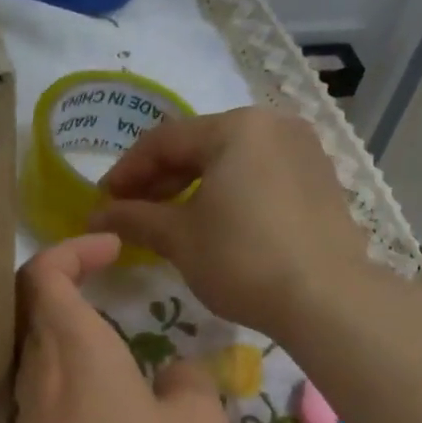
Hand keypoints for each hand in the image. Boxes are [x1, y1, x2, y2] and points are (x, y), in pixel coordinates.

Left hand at [4, 235, 228, 422]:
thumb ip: (193, 385)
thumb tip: (177, 375)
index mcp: (76, 350)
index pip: (45, 274)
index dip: (73, 249)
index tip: (113, 247)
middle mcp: (41, 376)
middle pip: (36, 311)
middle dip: (71, 288)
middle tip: (116, 290)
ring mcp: (30, 420)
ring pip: (41, 356)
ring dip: (74, 339)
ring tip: (124, 353)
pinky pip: (48, 398)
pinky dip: (74, 383)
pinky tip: (114, 414)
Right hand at [91, 107, 380, 338]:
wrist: (325, 298)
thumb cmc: (243, 260)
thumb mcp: (180, 239)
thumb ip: (135, 219)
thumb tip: (95, 215)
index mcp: (235, 127)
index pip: (164, 140)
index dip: (126, 170)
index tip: (103, 201)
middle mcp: (273, 124)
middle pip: (200, 145)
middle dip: (160, 178)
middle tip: (131, 211)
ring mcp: (303, 149)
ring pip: (232, 160)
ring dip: (194, 186)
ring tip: (169, 220)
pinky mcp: (320, 179)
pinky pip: (260, 175)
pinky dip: (230, 192)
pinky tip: (215, 222)